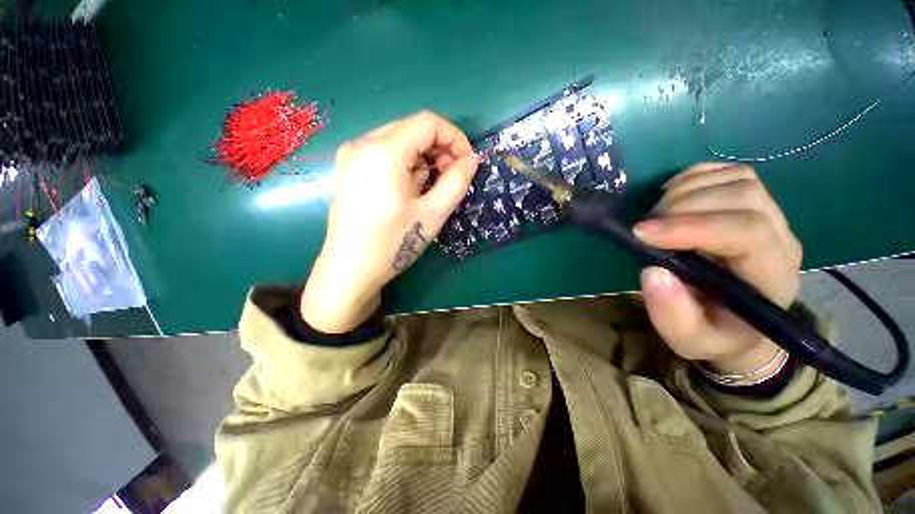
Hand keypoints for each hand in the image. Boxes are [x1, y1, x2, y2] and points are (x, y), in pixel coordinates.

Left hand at [301, 111, 478, 332]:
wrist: (349, 271)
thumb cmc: (393, 244)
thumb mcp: (433, 213)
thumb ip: (457, 181)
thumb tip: (472, 160)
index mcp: (383, 151)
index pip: (428, 122)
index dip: (455, 138)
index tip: (467, 164)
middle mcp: (362, 143)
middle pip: (412, 129)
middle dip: (439, 149)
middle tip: (451, 178)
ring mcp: (350, 156)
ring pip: (399, 141)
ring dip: (422, 159)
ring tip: (429, 189)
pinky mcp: (348, 169)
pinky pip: (384, 154)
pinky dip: (405, 165)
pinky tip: (408, 191)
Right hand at [633, 163, 802, 374]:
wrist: (738, 325)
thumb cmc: (714, 334)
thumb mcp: (688, 339)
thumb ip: (672, 314)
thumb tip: (652, 271)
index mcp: (771, 278)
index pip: (747, 232)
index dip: (692, 226)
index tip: (642, 233)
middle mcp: (780, 239)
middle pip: (743, 196)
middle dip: (683, 206)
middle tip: (646, 228)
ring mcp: (771, 217)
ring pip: (738, 179)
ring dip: (686, 190)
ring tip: (657, 216)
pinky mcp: (753, 204)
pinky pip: (729, 172)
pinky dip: (694, 177)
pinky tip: (672, 197)